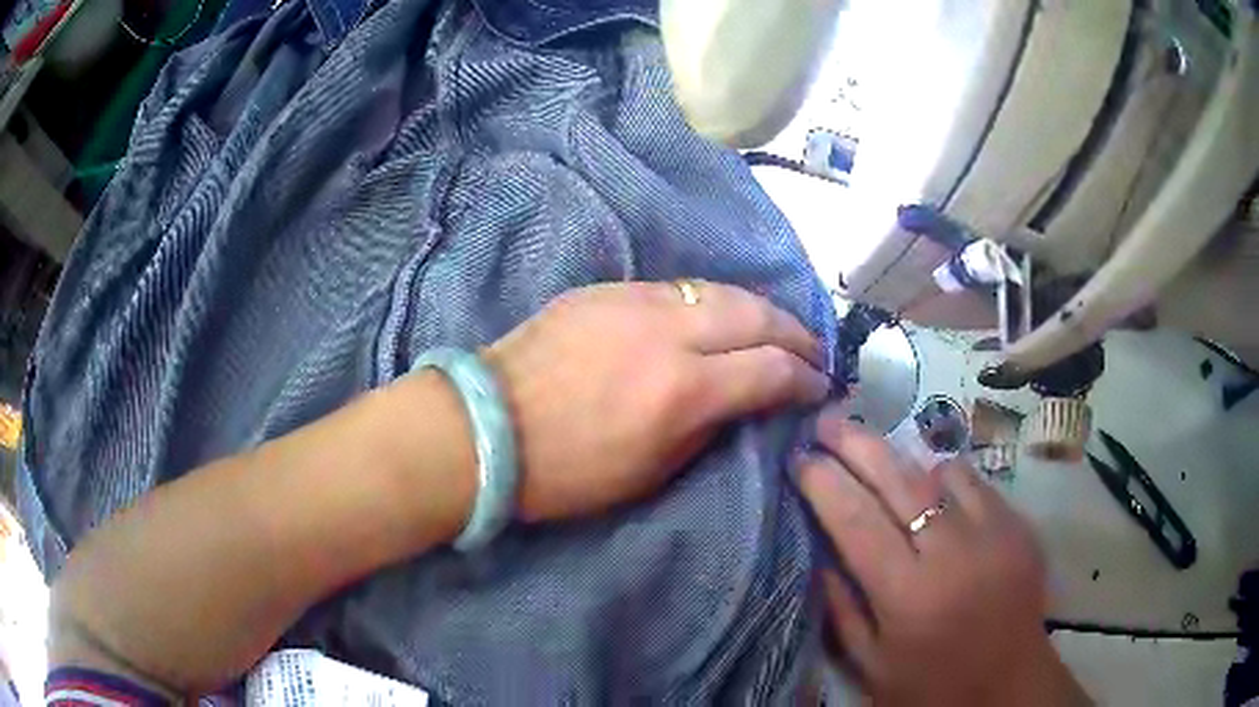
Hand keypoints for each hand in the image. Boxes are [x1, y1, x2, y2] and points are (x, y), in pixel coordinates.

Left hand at [484, 280, 829, 521]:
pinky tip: (716, 318)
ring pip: (720, 290)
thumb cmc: (567, 471)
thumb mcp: (651, 471)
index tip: (819, 387)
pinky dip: (711, 302)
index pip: (771, 370)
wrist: (487, 427)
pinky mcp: (607, 289)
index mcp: (683, 390)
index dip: (805, 378)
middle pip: (757, 314)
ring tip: (775, 329)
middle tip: (812, 351)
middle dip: (795, 332)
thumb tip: (743, 401)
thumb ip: (708, 427)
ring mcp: (635, 301)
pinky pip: (678, 288)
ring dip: (759, 310)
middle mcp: (669, 332)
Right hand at [798, 410, 1088, 705]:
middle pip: (899, 480)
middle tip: (826, 420)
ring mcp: (994, 532)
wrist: (1009, 685)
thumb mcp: (871, 665)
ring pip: (940, 470)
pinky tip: (933, 490)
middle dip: (856, 444)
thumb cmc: (931, 686)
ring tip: (876, 453)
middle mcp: (953, 554)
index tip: (799, 457)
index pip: (856, 520)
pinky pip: (975, 483)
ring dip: (903, 460)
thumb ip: (841, 610)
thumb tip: (818, 554)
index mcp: (908, 595)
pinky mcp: (1019, 525)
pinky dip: (946, 480)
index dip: (823, 482)